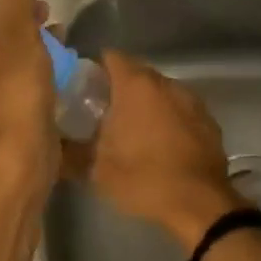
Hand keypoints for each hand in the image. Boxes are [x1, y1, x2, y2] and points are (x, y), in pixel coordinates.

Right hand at [71, 50, 246, 252]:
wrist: (199, 203)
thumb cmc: (143, 178)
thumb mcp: (96, 169)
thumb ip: (70, 151)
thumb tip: (51, 146)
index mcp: (136, 86)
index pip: (112, 57)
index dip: (96, 68)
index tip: (84, 86)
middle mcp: (166, 84)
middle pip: (138, 73)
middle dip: (120, 87)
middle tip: (102, 111)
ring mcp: (191, 101)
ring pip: (161, 92)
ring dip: (147, 104)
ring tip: (132, 129)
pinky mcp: (209, 121)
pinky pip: (181, 110)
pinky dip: (169, 119)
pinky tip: (162, 143)